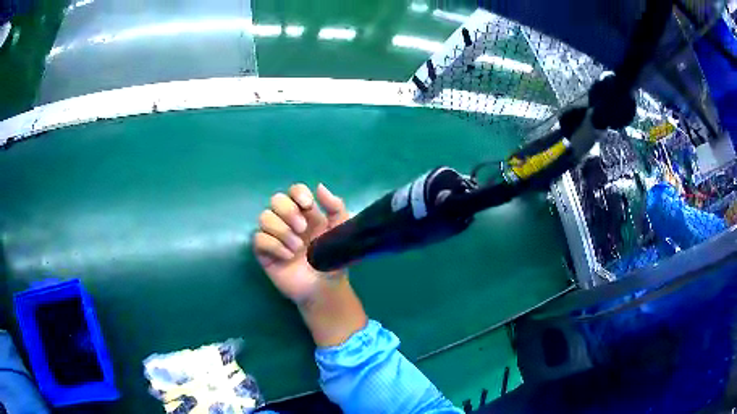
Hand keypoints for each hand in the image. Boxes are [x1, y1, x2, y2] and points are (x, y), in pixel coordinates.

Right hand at [254, 183, 348, 303]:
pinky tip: (287, 257)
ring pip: (264, 217)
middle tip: (302, 229)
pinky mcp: (265, 253)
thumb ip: (336, 208)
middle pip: (276, 200)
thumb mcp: (341, 233)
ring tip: (296, 248)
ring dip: (281, 230)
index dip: (298, 193)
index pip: (294, 190)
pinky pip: (258, 238)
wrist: (324, 288)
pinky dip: (273, 245)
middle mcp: (288, 221)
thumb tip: (320, 186)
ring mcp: (275, 236)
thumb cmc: (332, 261)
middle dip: (288, 211)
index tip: (308, 205)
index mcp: (306, 214)